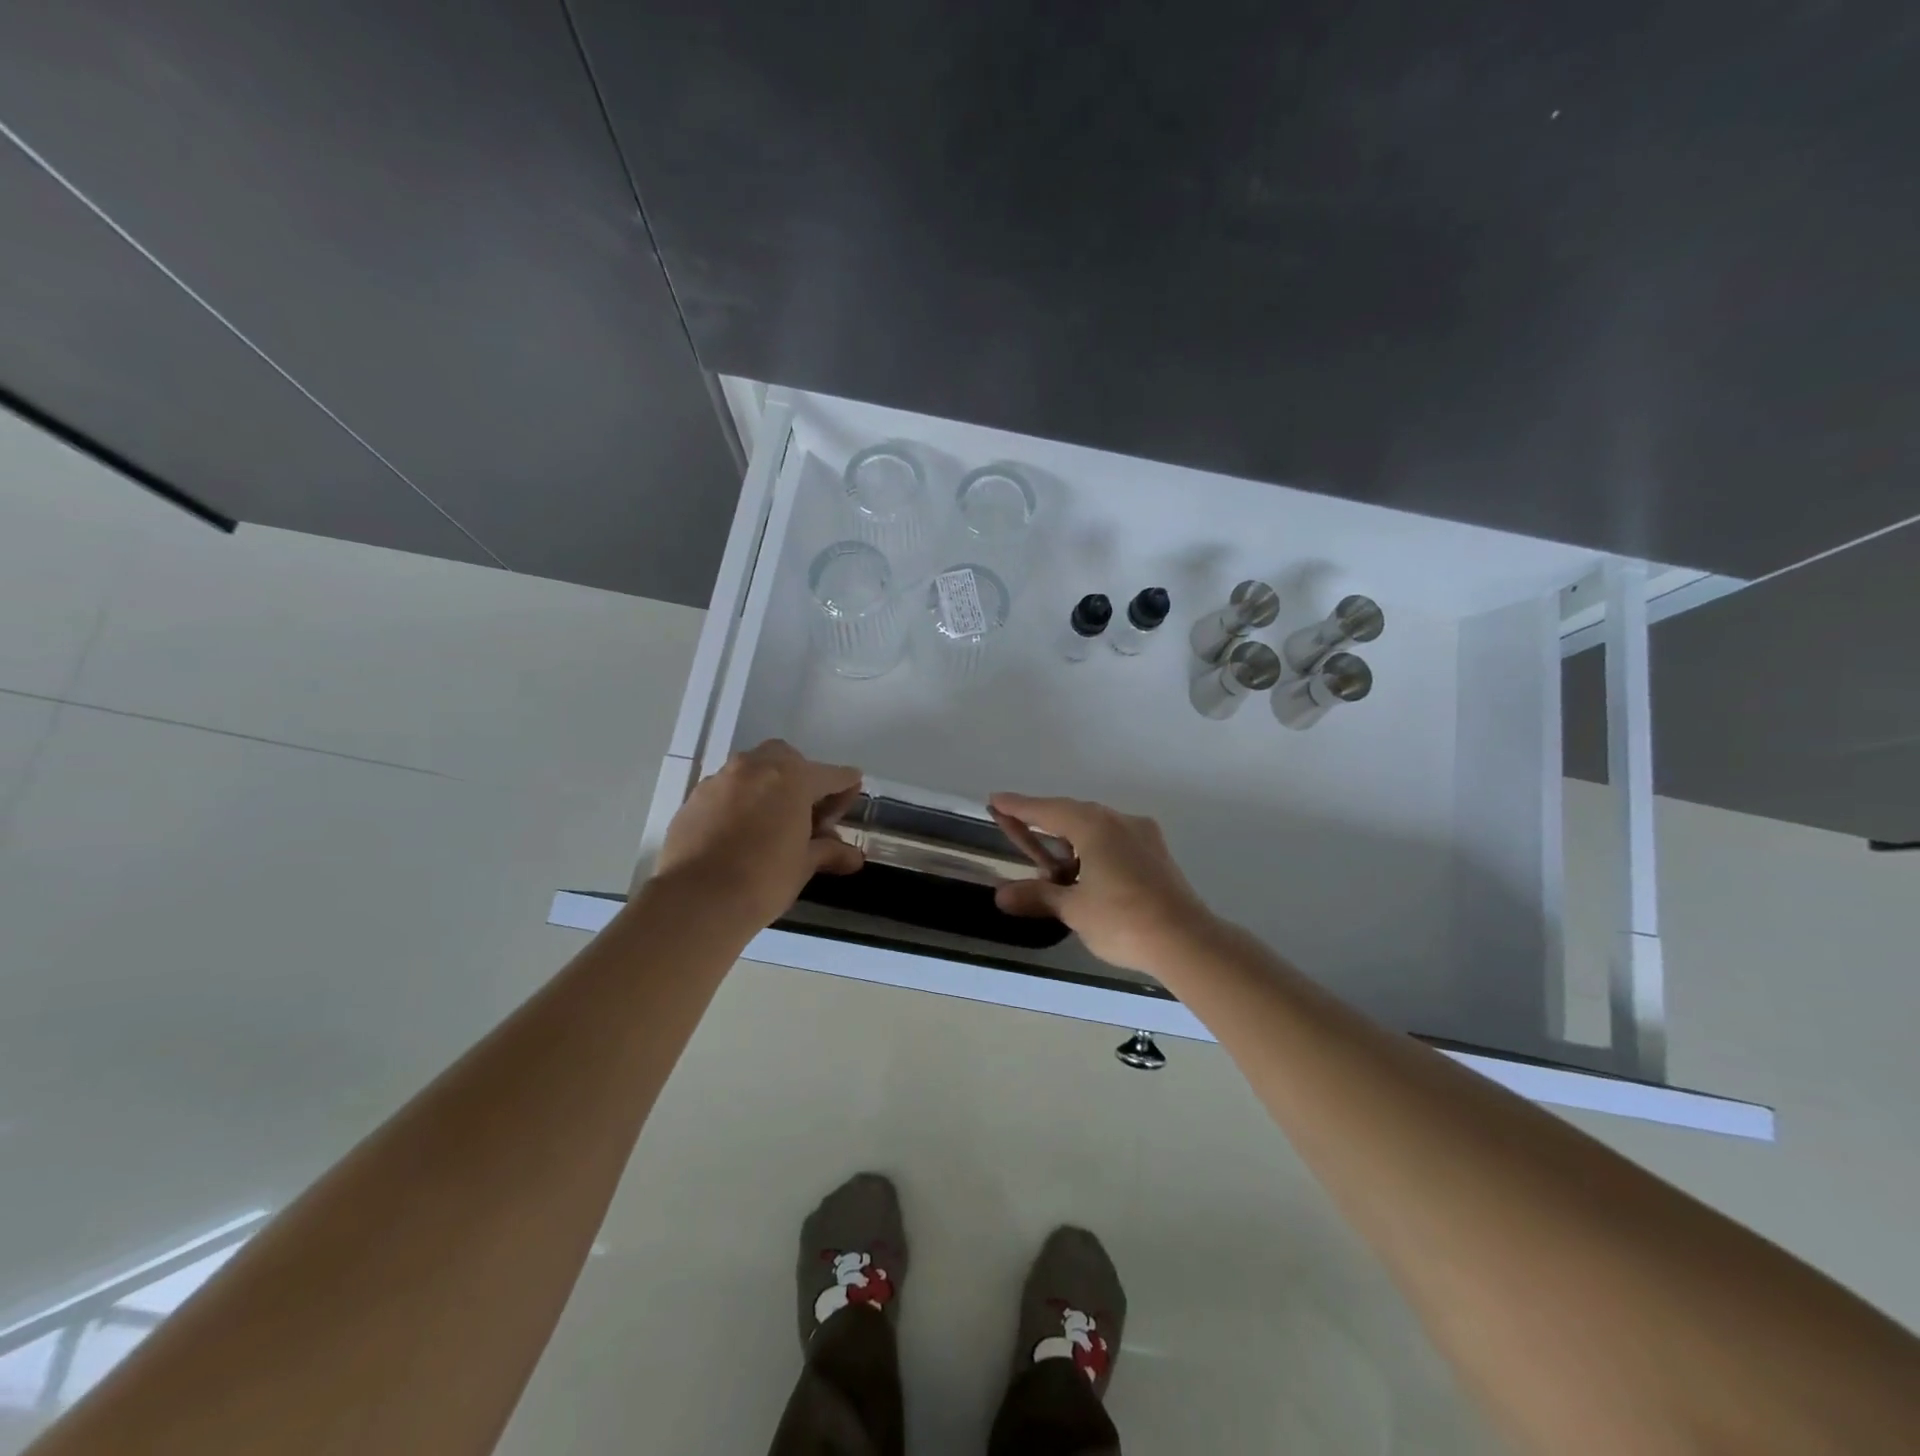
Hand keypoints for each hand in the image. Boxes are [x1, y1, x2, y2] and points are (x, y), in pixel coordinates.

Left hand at [656, 741, 864, 926]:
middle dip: (802, 777)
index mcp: (792, 778)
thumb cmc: (763, 879)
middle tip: (808, 811)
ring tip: (773, 822)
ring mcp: (720, 780)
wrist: (696, 900)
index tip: (852, 796)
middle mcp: (755, 767)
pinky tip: (740, 833)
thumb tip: (853, 856)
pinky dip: (739, 802)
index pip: (831, 775)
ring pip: (752, 770)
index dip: (846, 788)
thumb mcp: (804, 865)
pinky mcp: (694, 799)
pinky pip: (726, 790)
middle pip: (787, 759)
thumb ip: (828, 852)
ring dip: (768, 787)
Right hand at [988, 792, 1219, 975]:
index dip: (1019, 807)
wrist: (1187, 941)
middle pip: (1072, 813)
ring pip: (1096, 826)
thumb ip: (1038, 896)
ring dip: (1070, 836)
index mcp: (1094, 826)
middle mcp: (1119, 821)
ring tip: (1049, 855)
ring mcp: (1142, 836)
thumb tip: (1002, 895)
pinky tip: (1085, 868)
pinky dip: (1092, 848)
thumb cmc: (1123, 920)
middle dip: (1043, 819)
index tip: (996, 799)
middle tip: (1016, 825)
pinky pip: (1114, 840)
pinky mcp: (1156, 854)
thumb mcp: (1074, 909)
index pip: (1047, 810)